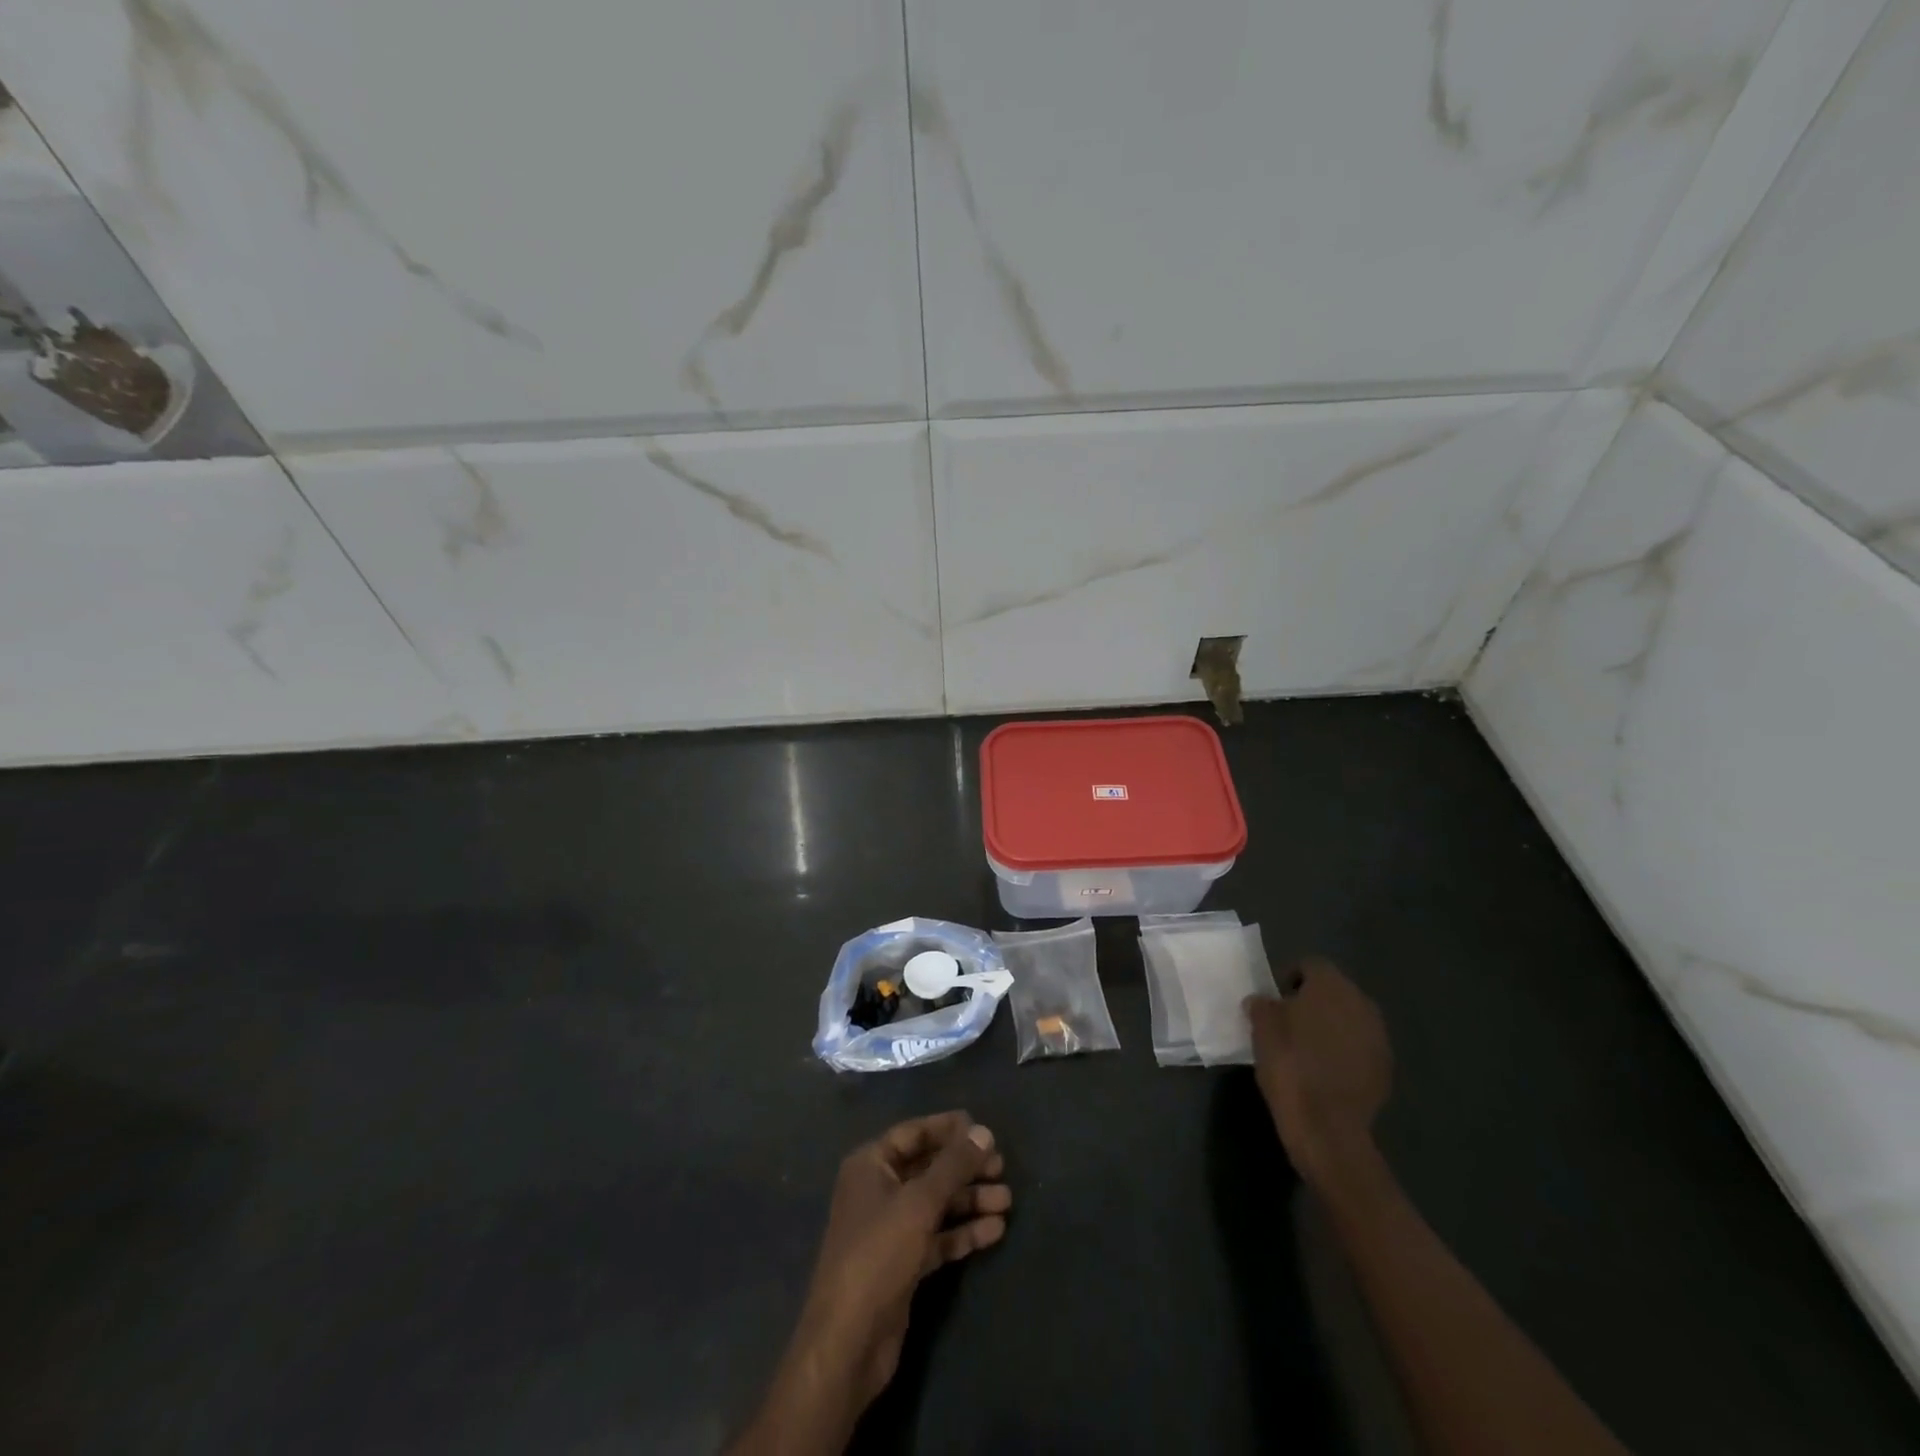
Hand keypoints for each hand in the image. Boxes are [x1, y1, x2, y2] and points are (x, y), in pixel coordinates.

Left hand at [785, 1113, 1009, 1417]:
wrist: (848, 1342)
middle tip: (1001, 1167)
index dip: (948, 1129)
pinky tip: (995, 1230)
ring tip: (1007, 1200)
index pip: (914, 1133)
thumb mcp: (919, 1203)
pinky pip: (938, 1237)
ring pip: (936, 1204)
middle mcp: (879, 1190)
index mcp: (870, 1165)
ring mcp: (891, 1229)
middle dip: (964, 1167)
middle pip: (928, 1168)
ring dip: (970, 1200)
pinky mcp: (904, 1263)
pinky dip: (963, 1232)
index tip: (983, 1130)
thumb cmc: (878, 1254)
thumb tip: (984, 1132)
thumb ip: (953, 1165)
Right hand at [1247, 958, 1392, 1197]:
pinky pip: (1360, 1047)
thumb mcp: (1261, 1027)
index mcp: (1331, 986)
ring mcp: (1378, 1037)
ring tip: (1307, 1048)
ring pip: (1349, 1019)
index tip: (1275, 1000)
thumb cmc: (1289, 1064)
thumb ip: (1262, 1005)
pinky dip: (1344, 1052)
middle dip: (1313, 1002)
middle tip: (1289, 1022)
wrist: (1326, 1126)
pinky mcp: (1385, 1068)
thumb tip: (1263, 1002)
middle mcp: (1361, 1003)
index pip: (1310, 965)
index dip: (1290, 978)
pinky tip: (1325, 1072)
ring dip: (1331, 1027)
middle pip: (1334, 991)